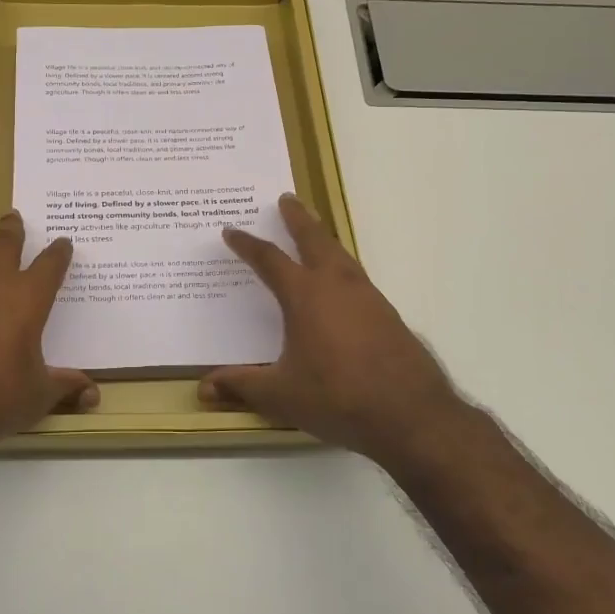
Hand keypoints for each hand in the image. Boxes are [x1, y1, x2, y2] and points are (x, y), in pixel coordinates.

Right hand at [199, 194, 468, 467]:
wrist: (410, 415)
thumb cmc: (337, 398)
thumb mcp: (281, 395)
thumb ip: (242, 386)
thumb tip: (204, 387)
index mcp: (305, 295)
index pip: (269, 260)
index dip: (247, 244)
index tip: (232, 230)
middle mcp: (336, 285)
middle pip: (314, 239)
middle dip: (297, 218)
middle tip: (286, 198)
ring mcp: (368, 297)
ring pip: (341, 254)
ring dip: (323, 238)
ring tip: (314, 234)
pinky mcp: (388, 314)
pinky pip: (358, 277)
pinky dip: (342, 267)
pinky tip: (341, 285)